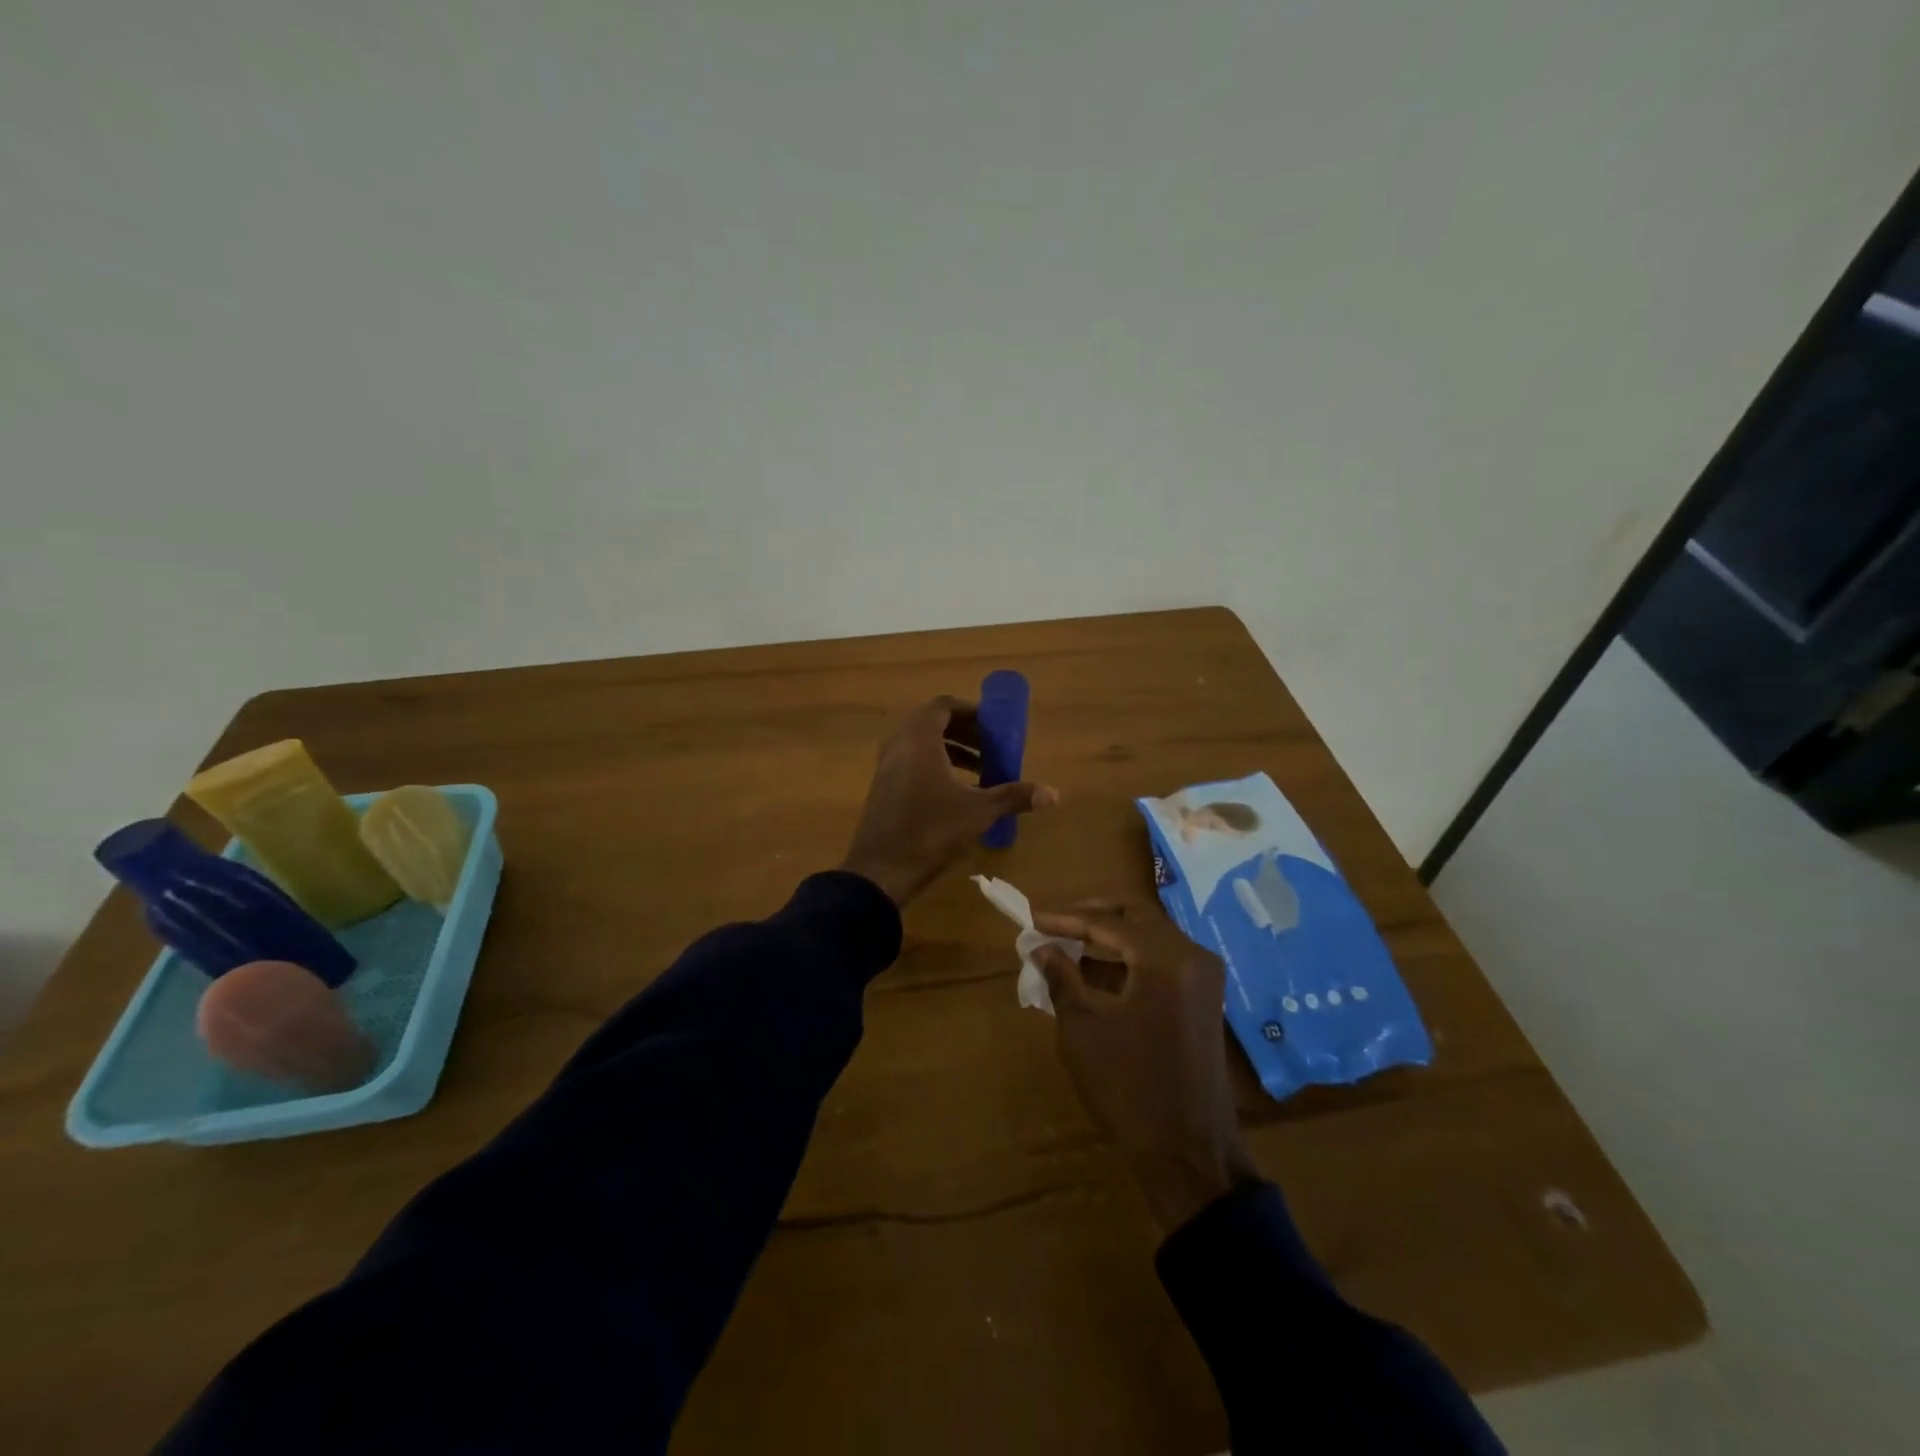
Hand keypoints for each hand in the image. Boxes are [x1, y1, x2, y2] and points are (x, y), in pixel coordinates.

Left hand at [840, 696, 1056, 905]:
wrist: (881, 870)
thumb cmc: (931, 830)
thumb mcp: (978, 812)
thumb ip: (1013, 796)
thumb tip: (1054, 794)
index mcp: (919, 739)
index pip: (944, 706)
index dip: (971, 711)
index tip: (994, 725)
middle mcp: (899, 745)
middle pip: (933, 724)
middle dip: (965, 733)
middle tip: (992, 748)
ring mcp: (886, 767)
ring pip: (921, 746)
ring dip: (952, 751)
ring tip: (981, 771)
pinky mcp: (883, 789)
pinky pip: (911, 763)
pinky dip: (935, 767)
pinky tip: (957, 794)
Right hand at [1032, 902, 1258, 1233]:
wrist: (1187, 1153)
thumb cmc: (1128, 1088)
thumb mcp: (1083, 1029)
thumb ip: (1061, 978)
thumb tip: (1042, 948)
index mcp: (1165, 960)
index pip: (1109, 921)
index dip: (1066, 917)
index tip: (1032, 917)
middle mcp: (1192, 957)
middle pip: (1136, 916)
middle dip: (1092, 916)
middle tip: (1054, 923)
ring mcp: (1203, 978)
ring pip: (1150, 937)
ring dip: (1109, 938)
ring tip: (1066, 947)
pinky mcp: (1203, 998)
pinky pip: (1161, 962)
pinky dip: (1128, 961)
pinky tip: (1093, 974)